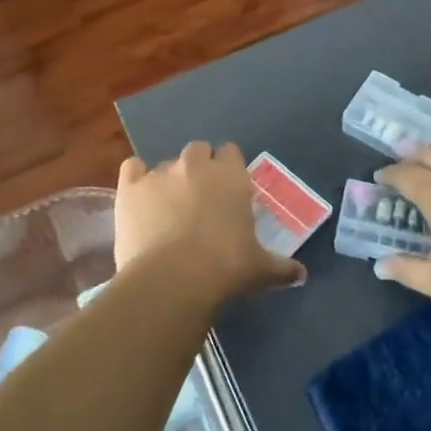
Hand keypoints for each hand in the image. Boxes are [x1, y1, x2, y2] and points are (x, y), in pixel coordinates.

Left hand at [115, 142, 303, 306]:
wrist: (173, 279)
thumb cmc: (226, 268)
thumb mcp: (260, 269)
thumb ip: (281, 267)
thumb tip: (301, 275)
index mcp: (231, 176)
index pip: (231, 152)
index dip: (229, 168)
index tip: (228, 189)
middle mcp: (196, 165)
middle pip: (198, 150)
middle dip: (199, 167)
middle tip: (200, 198)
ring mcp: (160, 173)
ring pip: (166, 163)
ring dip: (169, 180)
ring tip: (168, 209)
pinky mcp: (130, 187)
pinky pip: (132, 168)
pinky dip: (136, 179)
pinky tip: (138, 197)